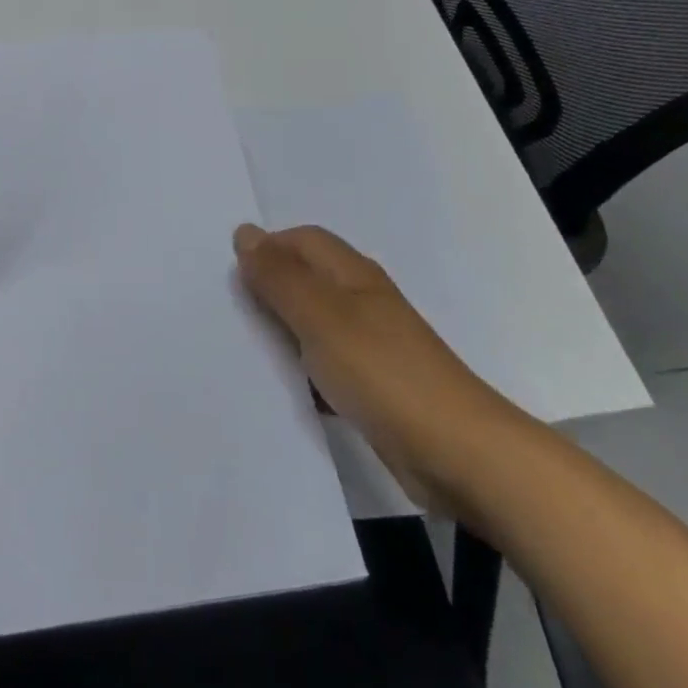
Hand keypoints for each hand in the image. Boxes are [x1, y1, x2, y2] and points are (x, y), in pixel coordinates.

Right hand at [234, 223, 524, 514]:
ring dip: (281, 330)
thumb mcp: (321, 317)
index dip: (266, 248)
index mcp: (352, 274)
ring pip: (312, 323)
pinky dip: (301, 370)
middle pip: (305, 278)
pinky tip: (281, 388)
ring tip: (241, 347)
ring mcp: (370, 344)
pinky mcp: (373, 386)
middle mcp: (361, 301)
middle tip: (226, 311)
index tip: (229, 277)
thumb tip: (244, 232)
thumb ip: (280, 276)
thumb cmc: (384, 373)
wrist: (461, 455)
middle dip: (267, 288)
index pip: (301, 240)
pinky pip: (324, 364)